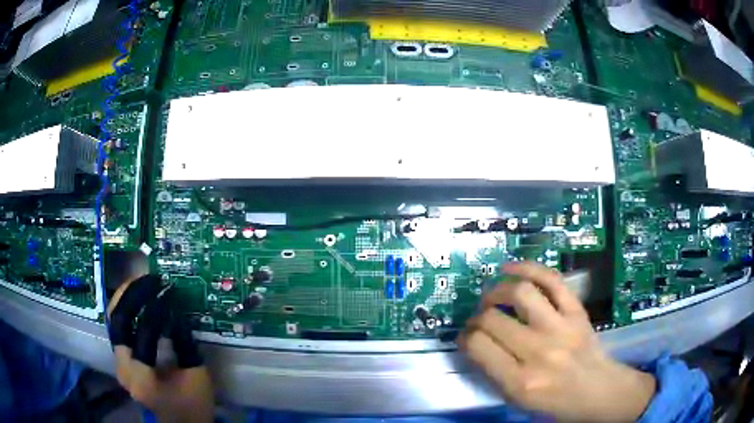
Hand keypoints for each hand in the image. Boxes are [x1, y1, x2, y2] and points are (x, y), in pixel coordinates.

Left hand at [108, 275, 213, 422]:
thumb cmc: (192, 405)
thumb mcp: (197, 376)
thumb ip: (185, 343)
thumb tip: (175, 311)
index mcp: (143, 378)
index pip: (144, 334)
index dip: (157, 310)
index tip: (170, 293)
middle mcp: (123, 368)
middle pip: (118, 321)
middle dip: (134, 295)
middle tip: (152, 279)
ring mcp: (118, 362)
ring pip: (112, 319)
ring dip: (125, 296)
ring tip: (142, 281)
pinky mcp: (120, 358)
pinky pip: (117, 326)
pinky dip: (124, 308)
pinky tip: (135, 297)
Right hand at [459, 262, 655, 422]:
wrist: (598, 390)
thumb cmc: (556, 403)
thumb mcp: (518, 401)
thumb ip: (494, 373)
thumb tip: (476, 342)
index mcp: (520, 382)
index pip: (478, 346)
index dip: (466, 337)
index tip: (467, 337)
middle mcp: (539, 352)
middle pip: (492, 319)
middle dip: (477, 317)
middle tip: (479, 320)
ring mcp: (561, 327)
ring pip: (520, 293)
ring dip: (498, 290)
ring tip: (492, 296)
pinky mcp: (576, 311)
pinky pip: (551, 280)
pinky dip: (528, 268)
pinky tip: (511, 269)